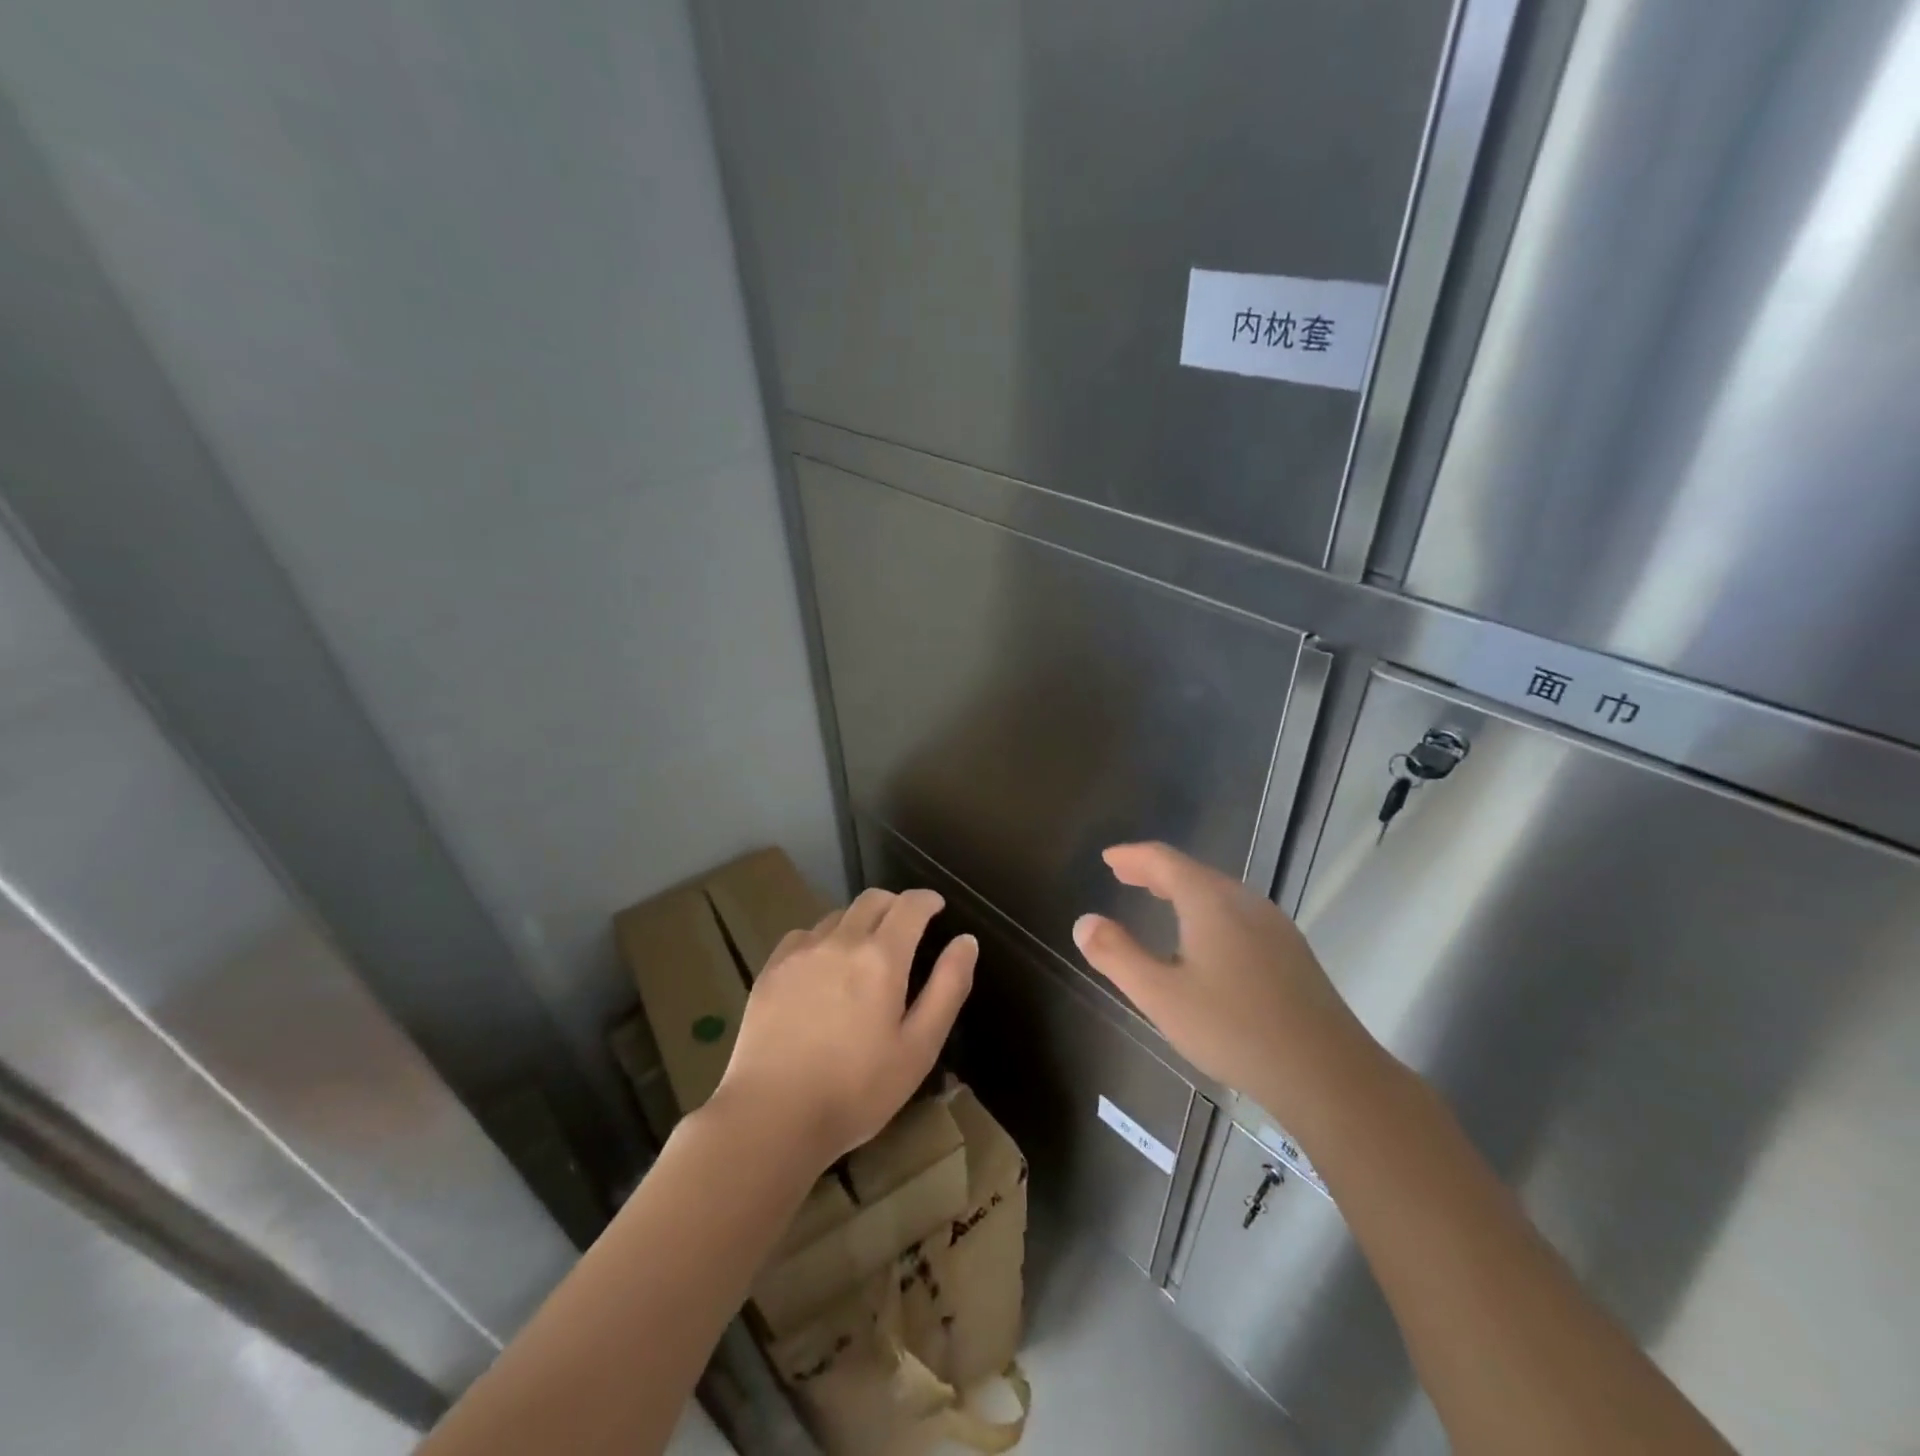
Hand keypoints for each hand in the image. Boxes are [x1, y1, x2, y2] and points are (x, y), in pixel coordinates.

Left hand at [712, 888, 976, 1168]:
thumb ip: (947, 987)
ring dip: (859, 922)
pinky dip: (823, 939)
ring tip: (864, 952)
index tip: (937, 907)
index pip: (910, 905)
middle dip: (896, 905)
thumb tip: (966, 941)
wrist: (772, 1116)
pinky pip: (804, 935)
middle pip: (873, 900)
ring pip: (837, 915)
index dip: (927, 900)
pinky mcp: (771, 969)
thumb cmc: (857, 1089)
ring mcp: (801, 952)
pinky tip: (822, 968)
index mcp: (882, 957)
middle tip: (906, 929)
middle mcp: (841, 941)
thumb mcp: (919, 1047)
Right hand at [1072, 842, 1385, 1128]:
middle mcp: (1244, 902)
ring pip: (1218, 892)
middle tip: (1124, 875)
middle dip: (1154, 871)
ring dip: (1182, 889)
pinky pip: (1237, 913)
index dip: (1132, 856)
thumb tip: (1084, 922)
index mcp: (1211, 901)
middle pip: (1193, 872)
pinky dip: (1207, 909)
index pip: (1164, 860)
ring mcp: (1274, 926)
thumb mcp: (1161, 996)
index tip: (1108, 858)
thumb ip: (1117, 955)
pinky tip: (1205, 939)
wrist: (1328, 1074)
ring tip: (1158, 899)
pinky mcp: (1291, 952)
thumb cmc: (1234, 1029)